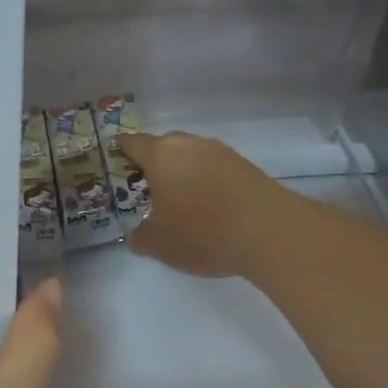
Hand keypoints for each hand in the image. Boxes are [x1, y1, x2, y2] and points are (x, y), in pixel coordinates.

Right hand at [123, 131, 276, 278]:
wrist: (270, 232)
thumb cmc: (202, 232)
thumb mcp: (159, 245)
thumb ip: (140, 237)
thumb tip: (137, 235)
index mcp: (161, 156)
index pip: (133, 143)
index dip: (121, 151)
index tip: (117, 162)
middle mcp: (190, 145)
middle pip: (164, 146)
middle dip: (154, 164)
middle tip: (148, 189)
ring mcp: (221, 153)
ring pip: (192, 156)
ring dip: (183, 173)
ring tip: (180, 200)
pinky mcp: (246, 166)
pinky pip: (215, 169)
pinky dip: (207, 182)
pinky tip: (209, 206)